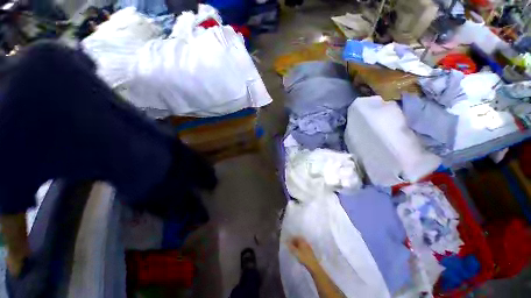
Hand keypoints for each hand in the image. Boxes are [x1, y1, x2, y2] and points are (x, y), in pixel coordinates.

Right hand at [288, 236, 319, 270]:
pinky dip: (300, 248)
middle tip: (290, 246)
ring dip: (297, 245)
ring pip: (301, 244)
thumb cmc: (303, 258)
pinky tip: (299, 252)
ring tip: (294, 250)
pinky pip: (303, 247)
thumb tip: (286, 242)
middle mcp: (305, 242)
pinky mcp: (310, 251)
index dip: (291, 239)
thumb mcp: (295, 252)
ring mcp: (308, 246)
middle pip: (298, 240)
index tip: (288, 242)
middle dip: (294, 242)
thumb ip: (290, 246)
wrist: (313, 265)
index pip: (295, 237)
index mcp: (302, 241)